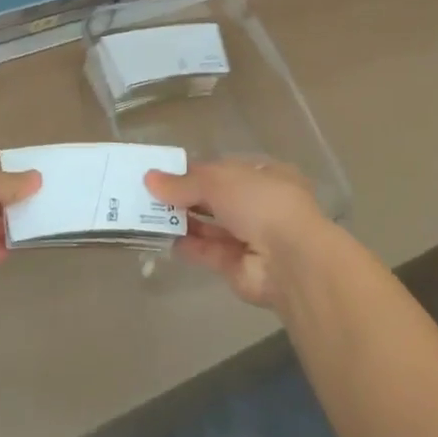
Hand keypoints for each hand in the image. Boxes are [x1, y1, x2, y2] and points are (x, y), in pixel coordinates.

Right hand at [145, 159, 332, 306]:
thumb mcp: (218, 180)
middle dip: (186, 196)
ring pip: (211, 226)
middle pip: (216, 199)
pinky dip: (188, 245)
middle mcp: (260, 205)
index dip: (195, 170)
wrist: (290, 260)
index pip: (225, 169)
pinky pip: (208, 252)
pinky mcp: (238, 266)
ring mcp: (251, 237)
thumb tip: (150, 179)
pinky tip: (162, 237)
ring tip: (148, 214)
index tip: (164, 172)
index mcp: (265, 175)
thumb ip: (183, 182)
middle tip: (149, 194)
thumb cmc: (260, 202)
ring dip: (183, 220)